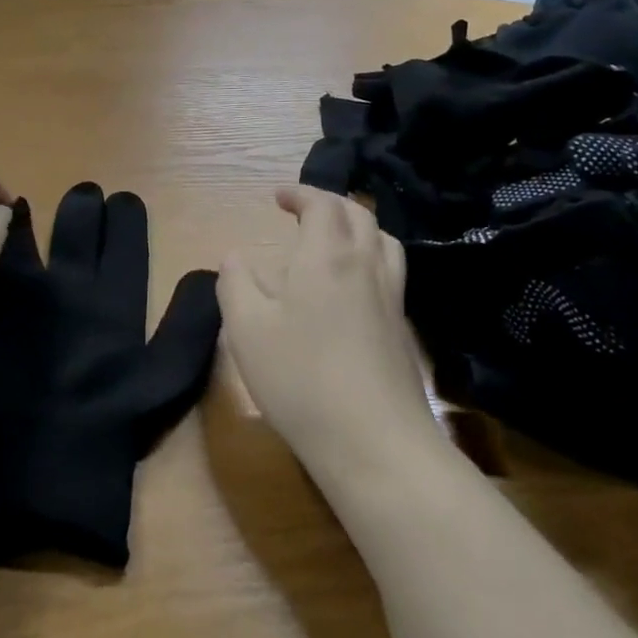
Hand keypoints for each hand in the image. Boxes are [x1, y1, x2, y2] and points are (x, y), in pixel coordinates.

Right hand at [218, 187, 436, 475]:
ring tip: (333, 238)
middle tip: (302, 211)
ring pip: (382, 238)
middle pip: (357, 213)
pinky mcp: (403, 328)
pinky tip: (354, 285)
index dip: (300, 193)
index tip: (278, 197)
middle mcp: (366, 264)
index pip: (322, 203)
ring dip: (356, 225)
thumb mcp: (247, 329)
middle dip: (328, 203)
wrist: (376, 444)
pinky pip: (390, 269)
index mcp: (327, 255)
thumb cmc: (302, 378)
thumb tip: (235, 256)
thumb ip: (235, 283)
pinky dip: (370, 255)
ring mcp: (391, 296)